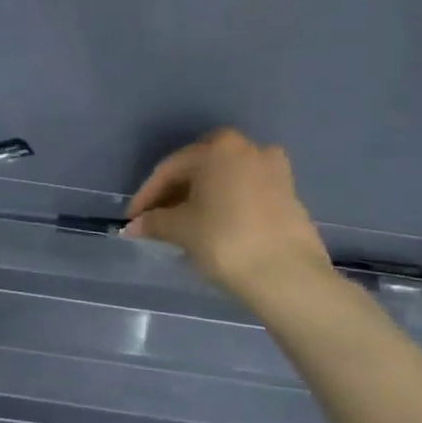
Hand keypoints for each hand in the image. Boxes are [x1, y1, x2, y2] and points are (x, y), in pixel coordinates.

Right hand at [124, 129, 330, 298]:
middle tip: (156, 219)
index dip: (146, 195)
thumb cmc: (225, 240)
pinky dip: (225, 204)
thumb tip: (134, 226)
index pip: (170, 169)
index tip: (132, 219)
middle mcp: (248, 148)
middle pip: (199, 169)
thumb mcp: (180, 229)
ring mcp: (273, 169)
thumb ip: (154, 222)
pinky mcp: (289, 193)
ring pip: (223, 179)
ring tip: (184, 224)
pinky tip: (214, 226)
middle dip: (174, 193)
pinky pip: (245, 192)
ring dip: (200, 197)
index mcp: (218, 148)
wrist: (287, 274)